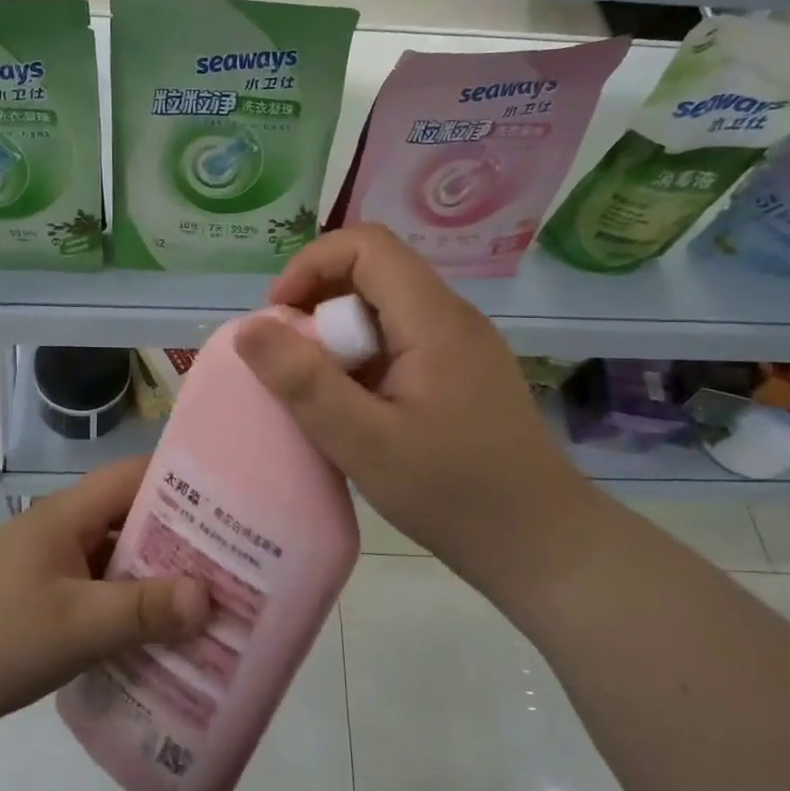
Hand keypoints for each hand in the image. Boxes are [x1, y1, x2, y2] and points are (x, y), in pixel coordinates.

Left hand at [0, 458, 210, 738]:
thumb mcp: (74, 626)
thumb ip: (142, 610)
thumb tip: (209, 596)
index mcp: (67, 514)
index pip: (133, 477)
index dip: (182, 480)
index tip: (231, 501)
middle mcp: (64, 529)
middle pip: (132, 516)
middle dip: (181, 536)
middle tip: (236, 558)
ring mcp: (54, 564)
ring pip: (119, 556)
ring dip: (158, 574)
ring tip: (212, 596)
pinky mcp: (48, 597)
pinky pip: (103, 588)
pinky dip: (132, 602)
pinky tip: (163, 631)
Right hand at [234, 224, 603, 601]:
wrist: (541, 545)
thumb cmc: (453, 493)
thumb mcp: (364, 442)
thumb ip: (304, 383)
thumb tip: (249, 328)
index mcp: (433, 319)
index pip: (367, 245)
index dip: (311, 265)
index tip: (279, 319)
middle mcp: (452, 317)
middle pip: (373, 273)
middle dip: (318, 304)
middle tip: (290, 362)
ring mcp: (461, 345)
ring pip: (385, 309)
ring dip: (338, 336)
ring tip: (317, 390)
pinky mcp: (462, 373)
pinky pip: (401, 341)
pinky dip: (363, 359)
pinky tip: (355, 409)